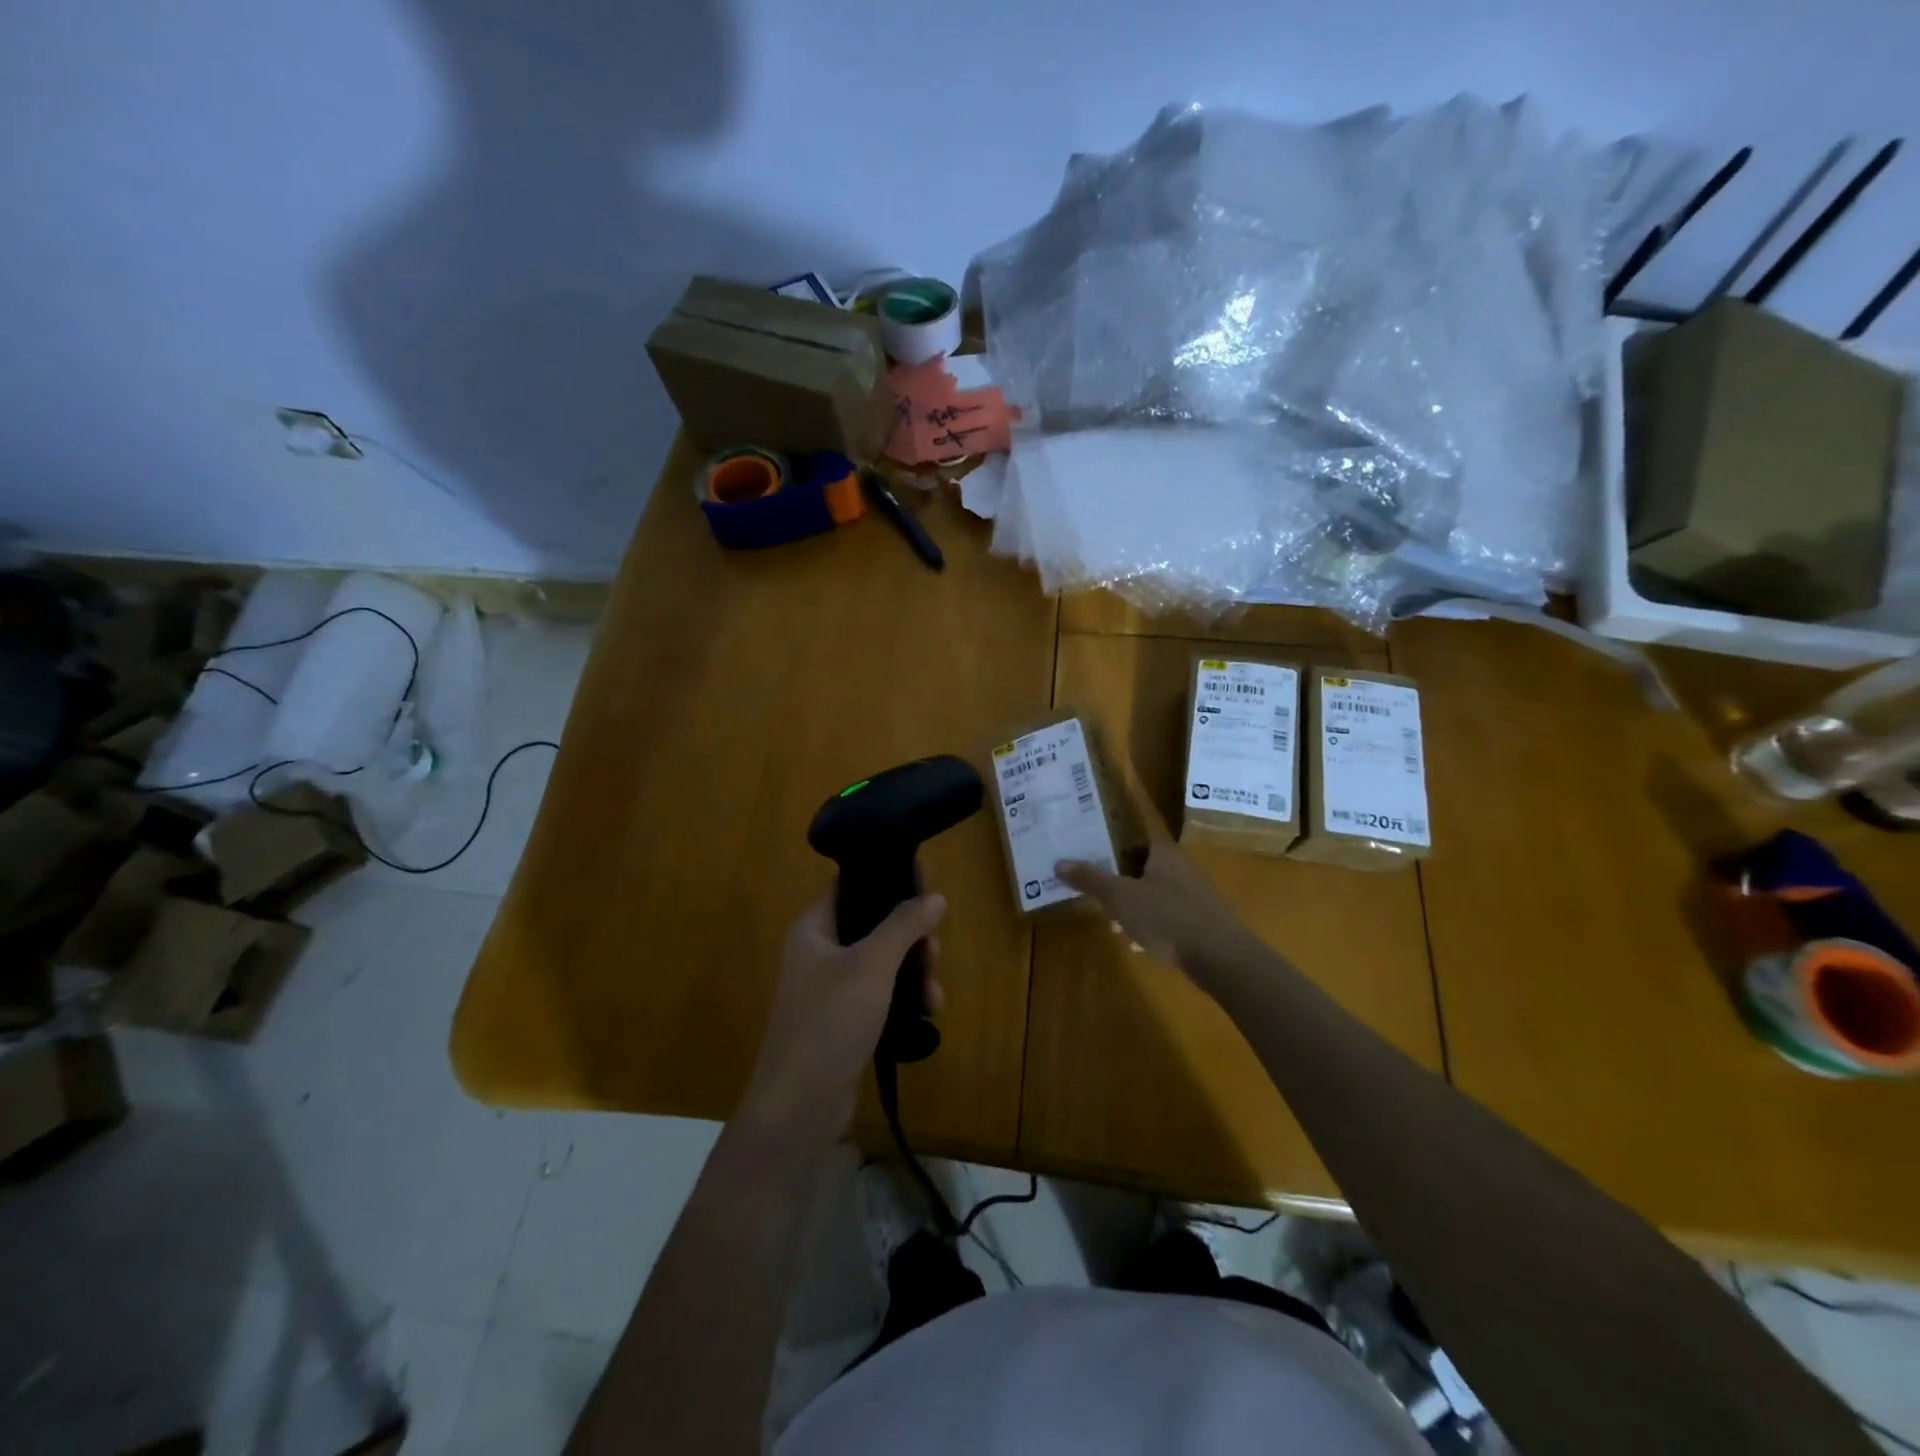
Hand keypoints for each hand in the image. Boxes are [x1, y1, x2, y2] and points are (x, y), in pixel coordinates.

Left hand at [742, 891, 945, 1140]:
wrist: (798, 1107)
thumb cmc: (830, 1021)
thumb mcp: (871, 965)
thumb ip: (903, 925)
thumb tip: (935, 897)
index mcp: (813, 928)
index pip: (850, 886)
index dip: (888, 881)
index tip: (927, 886)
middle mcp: (819, 953)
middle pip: (873, 926)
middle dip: (911, 937)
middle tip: (935, 952)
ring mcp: (830, 990)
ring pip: (882, 964)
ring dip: (913, 973)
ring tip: (934, 996)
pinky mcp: (843, 1022)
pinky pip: (880, 996)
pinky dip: (903, 1000)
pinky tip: (926, 1015)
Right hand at [1057, 835, 1246, 978]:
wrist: (1221, 957)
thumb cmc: (1167, 917)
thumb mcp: (1120, 897)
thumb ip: (1090, 878)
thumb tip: (1059, 862)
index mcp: (1163, 852)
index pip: (1135, 837)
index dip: (1112, 843)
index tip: (1089, 852)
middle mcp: (1182, 866)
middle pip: (1144, 864)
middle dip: (1119, 876)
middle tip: (1094, 887)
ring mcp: (1195, 894)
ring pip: (1155, 890)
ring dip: (1134, 901)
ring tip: (1110, 917)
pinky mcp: (1202, 920)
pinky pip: (1168, 913)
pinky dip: (1151, 921)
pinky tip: (1138, 940)